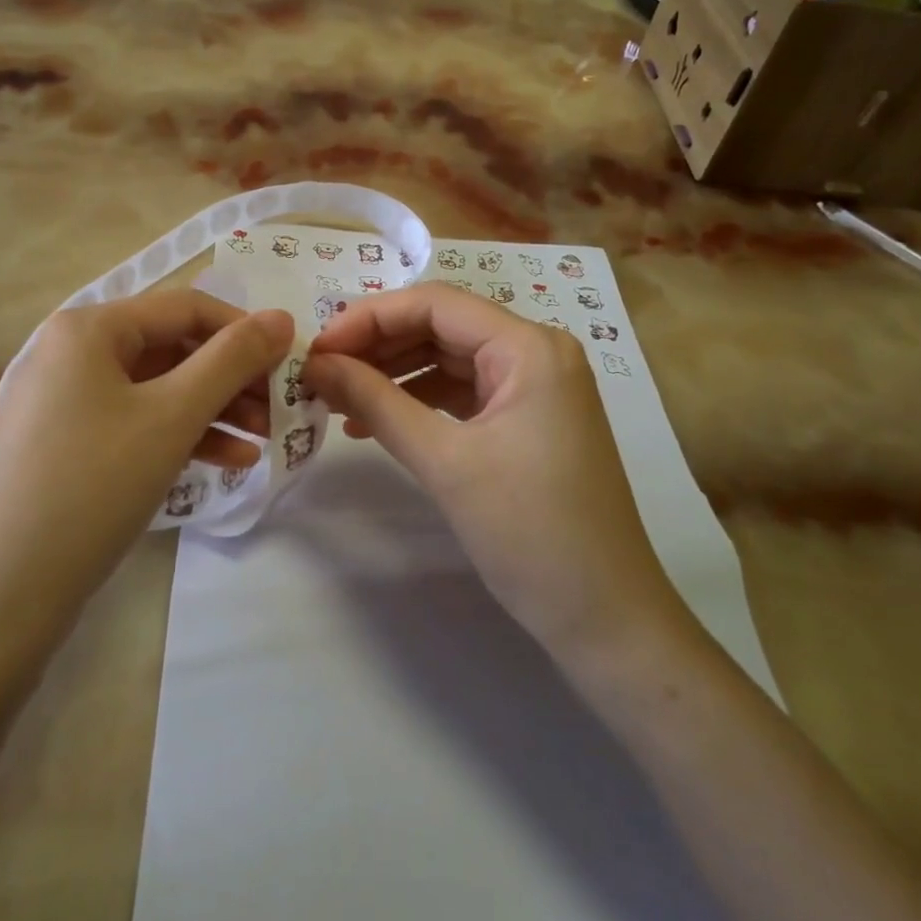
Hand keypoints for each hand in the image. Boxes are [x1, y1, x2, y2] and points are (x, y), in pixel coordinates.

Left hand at [0, 292, 293, 652]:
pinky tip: (230, 462)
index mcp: (90, 328)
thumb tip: (282, 317)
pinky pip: (137, 425)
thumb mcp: (173, 416)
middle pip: (173, 349)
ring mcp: (66, 402)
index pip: (186, 308)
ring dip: (216, 410)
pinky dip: (182, 437)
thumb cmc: (92, 485)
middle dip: (232, 378)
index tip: (291, 362)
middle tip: (281, 408)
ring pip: (159, 391)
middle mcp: (73, 353)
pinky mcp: (67, 447)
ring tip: (264, 440)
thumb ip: (232, 360)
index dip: (244, 330)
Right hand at [305, 283, 689, 661]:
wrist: (605, 616)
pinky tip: (375, 422)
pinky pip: (463, 391)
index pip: (434, 304)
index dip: (368, 317)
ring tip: (337, 399)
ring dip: (392, 374)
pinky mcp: (528, 418)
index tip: (317, 350)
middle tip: (320, 374)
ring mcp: (536, 386)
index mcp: (529, 347)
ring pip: (448, 359)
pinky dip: (418, 401)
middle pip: (441, 326)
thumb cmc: (530, 533)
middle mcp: (537, 351)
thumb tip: (316, 365)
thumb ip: (375, 402)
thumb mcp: (444, 462)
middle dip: (377, 346)